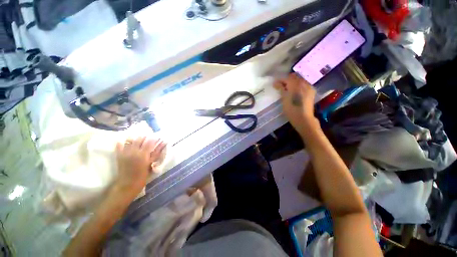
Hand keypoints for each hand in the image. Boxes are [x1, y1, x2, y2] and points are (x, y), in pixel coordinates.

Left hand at [113, 136, 165, 198]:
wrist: (128, 184)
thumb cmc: (143, 175)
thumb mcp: (151, 164)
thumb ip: (157, 153)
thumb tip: (163, 145)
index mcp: (143, 154)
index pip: (149, 141)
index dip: (154, 138)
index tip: (157, 137)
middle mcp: (134, 151)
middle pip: (139, 139)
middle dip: (145, 137)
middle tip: (148, 138)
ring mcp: (125, 152)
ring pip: (130, 140)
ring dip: (135, 138)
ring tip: (139, 139)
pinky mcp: (119, 155)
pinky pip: (119, 146)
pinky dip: (122, 142)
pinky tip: (125, 142)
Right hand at [274, 73, 317, 132]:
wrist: (304, 119)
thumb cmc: (291, 110)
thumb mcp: (284, 99)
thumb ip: (281, 89)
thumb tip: (275, 82)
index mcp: (296, 84)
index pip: (287, 78)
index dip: (280, 80)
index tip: (274, 84)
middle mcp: (303, 83)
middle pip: (294, 77)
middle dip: (287, 80)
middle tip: (280, 86)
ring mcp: (309, 87)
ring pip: (299, 80)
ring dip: (292, 83)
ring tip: (287, 89)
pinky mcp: (311, 92)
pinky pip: (304, 84)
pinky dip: (298, 86)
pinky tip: (295, 92)